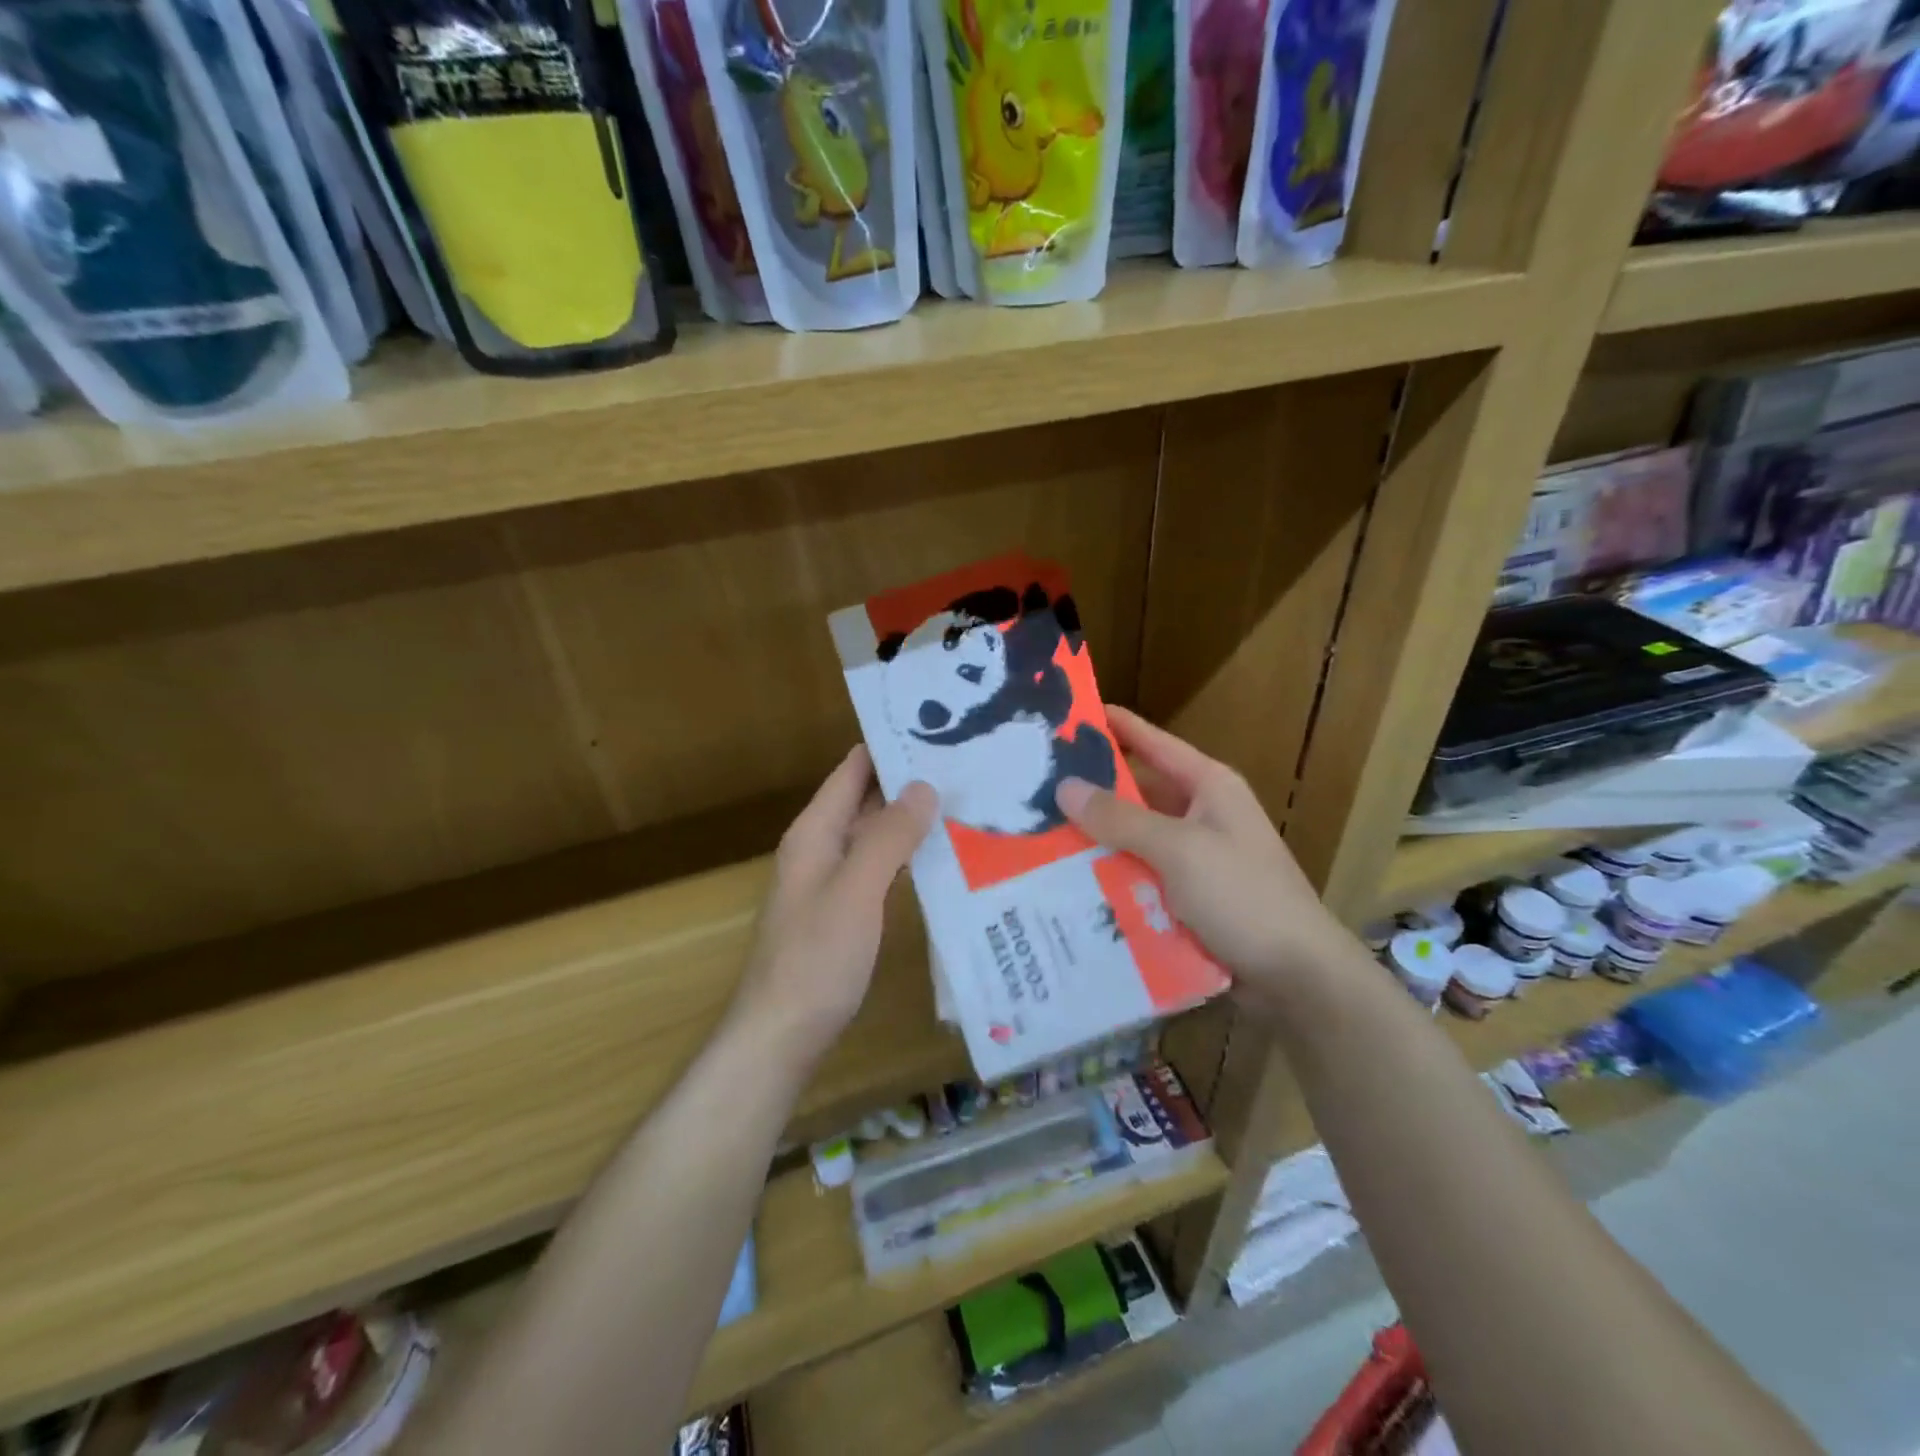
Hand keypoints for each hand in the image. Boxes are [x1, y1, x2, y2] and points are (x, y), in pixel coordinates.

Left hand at [730, 746, 937, 1069]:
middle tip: (966, 763)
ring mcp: (832, 882)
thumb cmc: (817, 957)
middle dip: (908, 781)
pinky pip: (879, 868)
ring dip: (911, 819)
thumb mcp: (857, 890)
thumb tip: (924, 785)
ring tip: (965, 800)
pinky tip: (942, 856)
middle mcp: (821, 848)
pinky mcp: (845, 912)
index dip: (888, 745)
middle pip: (865, 799)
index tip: (937, 727)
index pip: (852, 770)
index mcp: (815, 832)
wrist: (782, 1034)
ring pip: (875, 835)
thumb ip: (889, 836)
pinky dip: (907, 855)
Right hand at [1055, 707, 1354, 1017]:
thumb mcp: (1179, 850)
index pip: (1152, 742)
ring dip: (1096, 840)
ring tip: (1038, 836)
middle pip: (1137, 793)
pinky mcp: (1188, 898)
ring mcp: (1195, 859)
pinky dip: (1110, 878)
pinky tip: (1067, 883)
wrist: (1298, 978)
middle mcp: (1200, 815)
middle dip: (1091, 792)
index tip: (1065, 715)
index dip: (1113, 726)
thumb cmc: (1243, 897)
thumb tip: (1065, 786)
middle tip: (1034, 788)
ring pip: (1134, 839)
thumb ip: (1121, 818)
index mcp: (1208, 787)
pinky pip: (1139, 877)